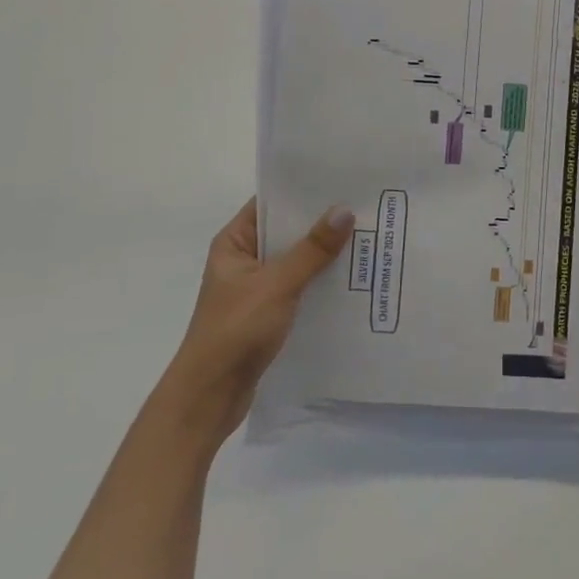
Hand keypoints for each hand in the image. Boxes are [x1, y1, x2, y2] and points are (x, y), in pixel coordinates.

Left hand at [165, 198, 354, 452]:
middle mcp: (244, 260)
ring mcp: (256, 288)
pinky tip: (354, 279)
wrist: (209, 397)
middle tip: (366, 208)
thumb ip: (312, 250)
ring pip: (297, 261)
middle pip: (288, 232)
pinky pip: (300, 287)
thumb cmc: (235, 330)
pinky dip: (321, 282)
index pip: (270, 204)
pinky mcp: (269, 313)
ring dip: (325, 255)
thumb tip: (344, 211)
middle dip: (322, 224)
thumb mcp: (277, 284)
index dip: (303, 191)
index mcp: (234, 243)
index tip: (341, 181)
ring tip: (369, 239)